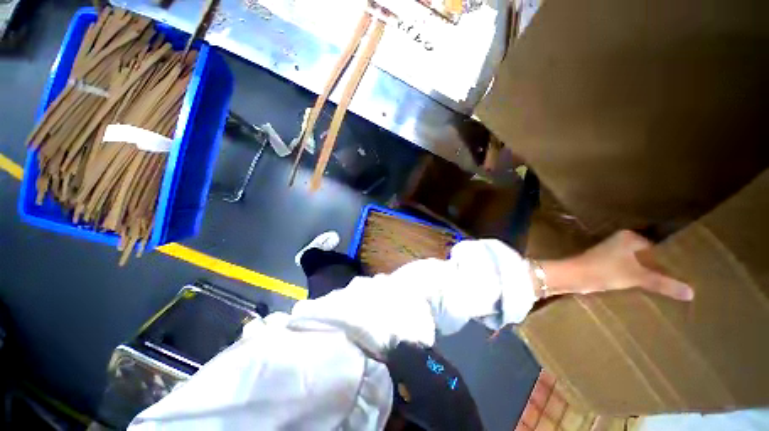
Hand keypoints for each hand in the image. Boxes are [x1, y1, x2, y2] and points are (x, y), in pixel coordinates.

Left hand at [540, 230, 693, 300]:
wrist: (573, 276)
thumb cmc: (605, 271)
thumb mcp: (637, 277)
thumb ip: (664, 283)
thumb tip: (691, 292)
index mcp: (629, 238)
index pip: (658, 247)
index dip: (671, 260)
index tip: (688, 271)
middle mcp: (620, 242)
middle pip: (647, 256)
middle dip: (661, 267)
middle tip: (683, 280)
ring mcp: (611, 253)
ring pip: (637, 263)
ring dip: (648, 273)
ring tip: (670, 286)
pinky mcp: (604, 264)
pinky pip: (627, 270)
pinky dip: (636, 277)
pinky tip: (648, 288)